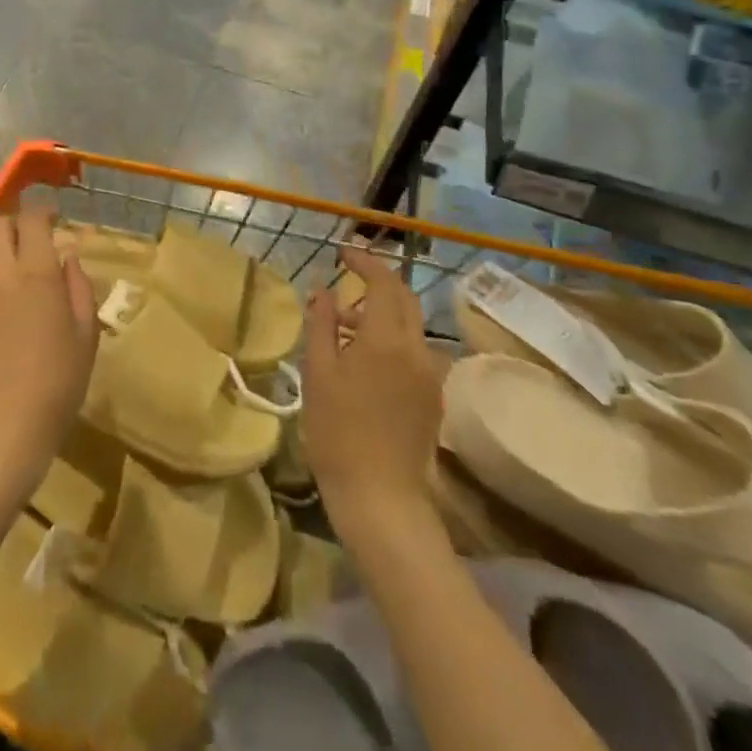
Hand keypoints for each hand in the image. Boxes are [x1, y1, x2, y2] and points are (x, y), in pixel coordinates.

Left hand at [0, 208, 99, 506]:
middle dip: (15, 227)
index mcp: (36, 271)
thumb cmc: (53, 386)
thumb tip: (68, 259)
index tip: (52, 218)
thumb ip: (79, 289)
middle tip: (32, 247)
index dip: (42, 211)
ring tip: (13, 291)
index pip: (32, 219)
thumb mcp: (85, 338)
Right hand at [303, 245, 443, 541]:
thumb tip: (324, 289)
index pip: (383, 282)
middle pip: (405, 298)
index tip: (342, 253)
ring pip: (410, 325)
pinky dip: (391, 338)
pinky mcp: (433, 396)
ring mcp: (430, 374)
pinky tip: (364, 358)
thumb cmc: (338, 432)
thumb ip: (322, 324)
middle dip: (378, 282)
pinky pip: (414, 350)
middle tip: (346, 280)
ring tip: (345, 325)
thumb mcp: (319, 372)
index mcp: (387, 339)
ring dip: (382, 312)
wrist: (381, 497)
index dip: (364, 262)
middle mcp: (417, 349)